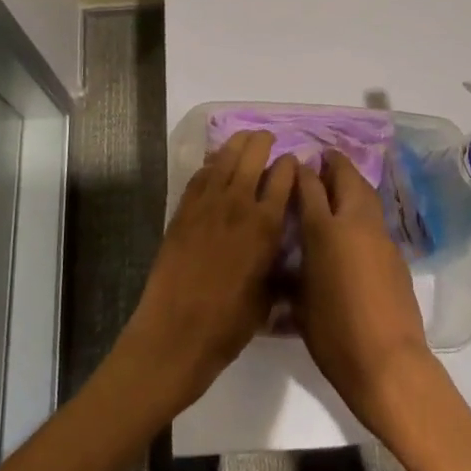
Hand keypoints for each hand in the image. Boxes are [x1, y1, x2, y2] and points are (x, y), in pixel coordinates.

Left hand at [116, 131, 296, 414]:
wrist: (176, 332)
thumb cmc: (229, 324)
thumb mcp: (268, 297)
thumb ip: (276, 265)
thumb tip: (281, 253)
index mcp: (265, 225)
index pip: (283, 178)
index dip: (290, 165)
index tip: (293, 162)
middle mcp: (238, 204)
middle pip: (253, 155)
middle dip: (264, 142)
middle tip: (269, 140)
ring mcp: (207, 203)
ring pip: (225, 157)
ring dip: (238, 143)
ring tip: (246, 138)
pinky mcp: (183, 209)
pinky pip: (201, 174)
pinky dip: (212, 162)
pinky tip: (217, 162)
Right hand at [292, 152, 440, 437]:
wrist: (388, 363)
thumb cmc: (334, 335)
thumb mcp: (299, 303)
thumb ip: (294, 272)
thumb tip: (290, 259)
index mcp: (324, 231)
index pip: (309, 186)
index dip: (300, 172)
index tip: (293, 164)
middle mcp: (353, 223)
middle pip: (345, 178)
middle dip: (333, 164)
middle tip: (322, 159)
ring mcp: (380, 236)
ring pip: (366, 193)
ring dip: (352, 181)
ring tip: (339, 180)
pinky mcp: (396, 253)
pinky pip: (376, 217)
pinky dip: (364, 207)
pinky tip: (356, 221)